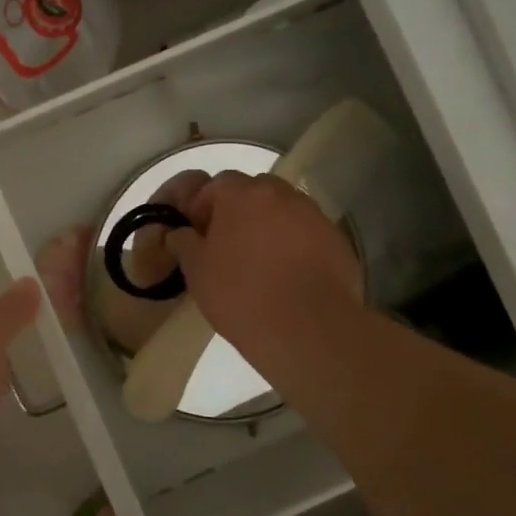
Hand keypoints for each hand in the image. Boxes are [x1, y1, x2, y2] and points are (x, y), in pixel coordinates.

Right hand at [169, 172, 361, 354]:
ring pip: (283, 212)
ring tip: (260, 264)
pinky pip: (307, 234)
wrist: (307, 330)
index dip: (203, 208)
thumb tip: (178, 233)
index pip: (216, 185)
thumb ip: (184, 243)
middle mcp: (281, 194)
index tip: (198, 236)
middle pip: (254, 192)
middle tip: (228, 247)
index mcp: (242, 194)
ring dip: (269, 227)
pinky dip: (296, 247)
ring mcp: (314, 216)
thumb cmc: (241, 295)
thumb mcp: (197, 271)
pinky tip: (288, 277)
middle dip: (239, 212)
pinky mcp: (337, 240)